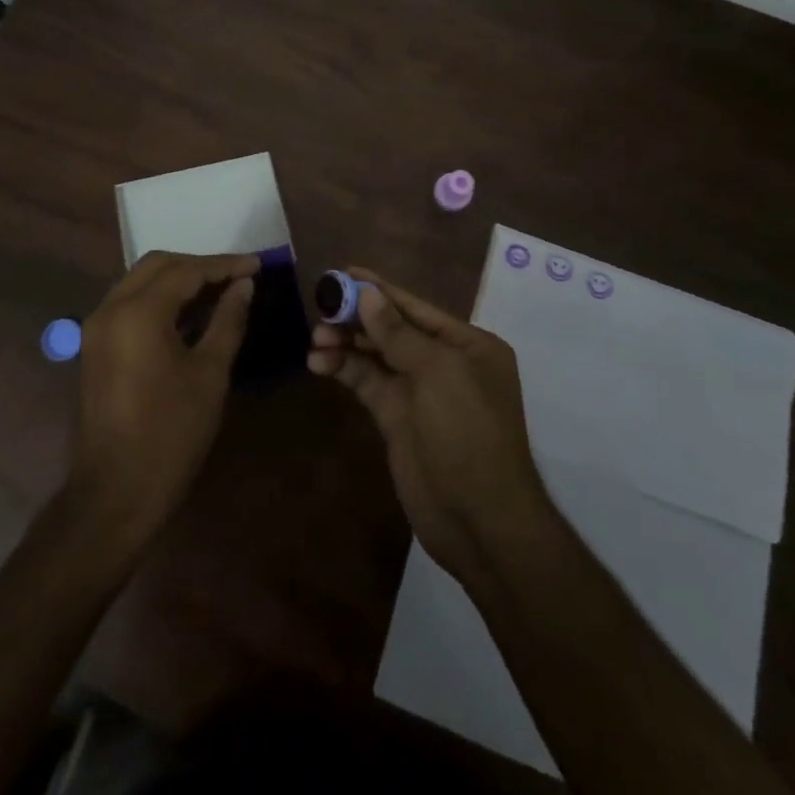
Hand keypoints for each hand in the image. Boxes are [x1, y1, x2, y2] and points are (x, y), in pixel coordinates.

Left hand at [67, 251, 255, 547]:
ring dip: (178, 279)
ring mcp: (97, 327)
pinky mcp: (95, 346)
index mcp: (139, 312)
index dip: (224, 265)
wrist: (115, 492)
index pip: (186, 271)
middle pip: (158, 265)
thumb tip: (244, 286)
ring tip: (219, 290)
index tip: (258, 264)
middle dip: (199, 265)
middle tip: (237, 276)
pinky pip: (130, 304)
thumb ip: (227, 321)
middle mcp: (111, 308)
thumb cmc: (171, 433)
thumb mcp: (210, 374)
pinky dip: (159, 299)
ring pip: (140, 281)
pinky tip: (189, 313)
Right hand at [308, 267, 553, 583]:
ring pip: (375, 355)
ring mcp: (419, 392)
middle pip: (392, 328)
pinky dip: (343, 370)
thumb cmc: (468, 434)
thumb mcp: (437, 375)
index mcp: (467, 345)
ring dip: (345, 343)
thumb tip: (367, 293)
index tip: (344, 272)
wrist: (480, 522)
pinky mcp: (397, 418)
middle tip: (320, 307)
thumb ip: (398, 333)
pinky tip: (318, 363)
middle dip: (356, 317)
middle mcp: (444, 362)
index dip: (379, 289)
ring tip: (315, 338)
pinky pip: (367, 383)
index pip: (415, 307)